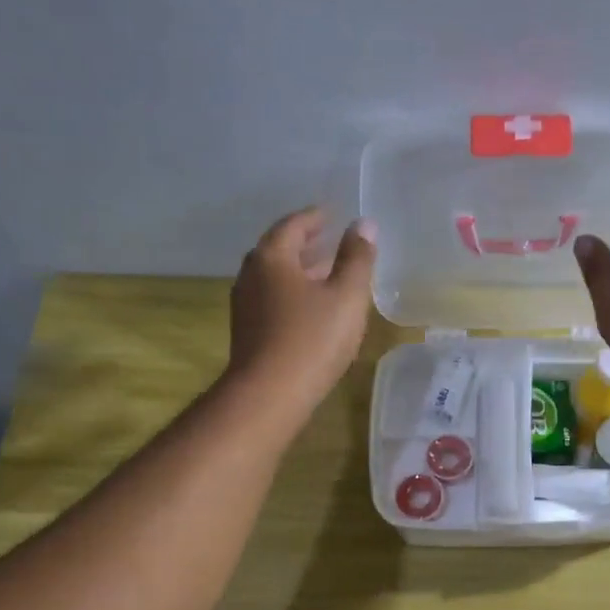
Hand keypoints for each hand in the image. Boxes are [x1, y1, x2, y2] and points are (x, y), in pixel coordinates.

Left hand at [228, 208, 377, 422]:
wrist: (269, 395)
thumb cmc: (312, 339)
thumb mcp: (346, 296)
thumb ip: (357, 258)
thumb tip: (363, 225)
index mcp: (272, 257)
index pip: (293, 225)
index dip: (315, 218)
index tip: (333, 215)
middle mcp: (250, 275)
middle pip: (279, 250)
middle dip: (306, 244)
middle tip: (332, 242)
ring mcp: (245, 305)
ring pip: (275, 277)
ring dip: (300, 272)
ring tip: (327, 275)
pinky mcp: (247, 332)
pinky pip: (272, 300)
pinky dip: (293, 294)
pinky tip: (312, 309)